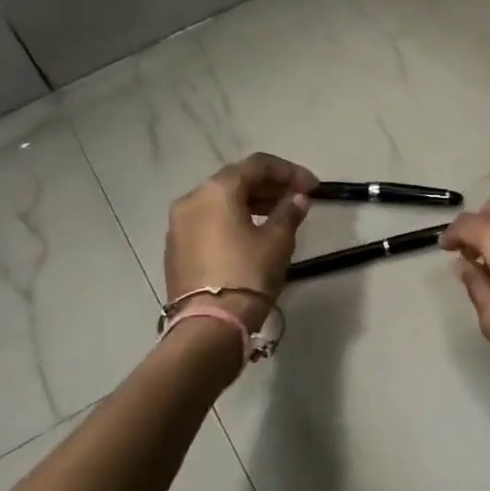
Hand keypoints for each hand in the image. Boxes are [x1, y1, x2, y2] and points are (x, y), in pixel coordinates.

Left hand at [166, 154, 317, 331]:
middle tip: (296, 200)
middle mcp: (192, 199)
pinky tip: (252, 235)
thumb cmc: (248, 274)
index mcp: (216, 190)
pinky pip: (209, 222)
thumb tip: (297, 198)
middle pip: (235, 181)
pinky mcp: (176, 248)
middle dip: (268, 186)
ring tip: (277, 217)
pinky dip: (232, 220)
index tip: (313, 187)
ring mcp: (178, 225)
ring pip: (219, 202)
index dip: (289, 172)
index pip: (257, 165)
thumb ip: (289, 212)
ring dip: (250, 203)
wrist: (209, 325)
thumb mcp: (277, 241)